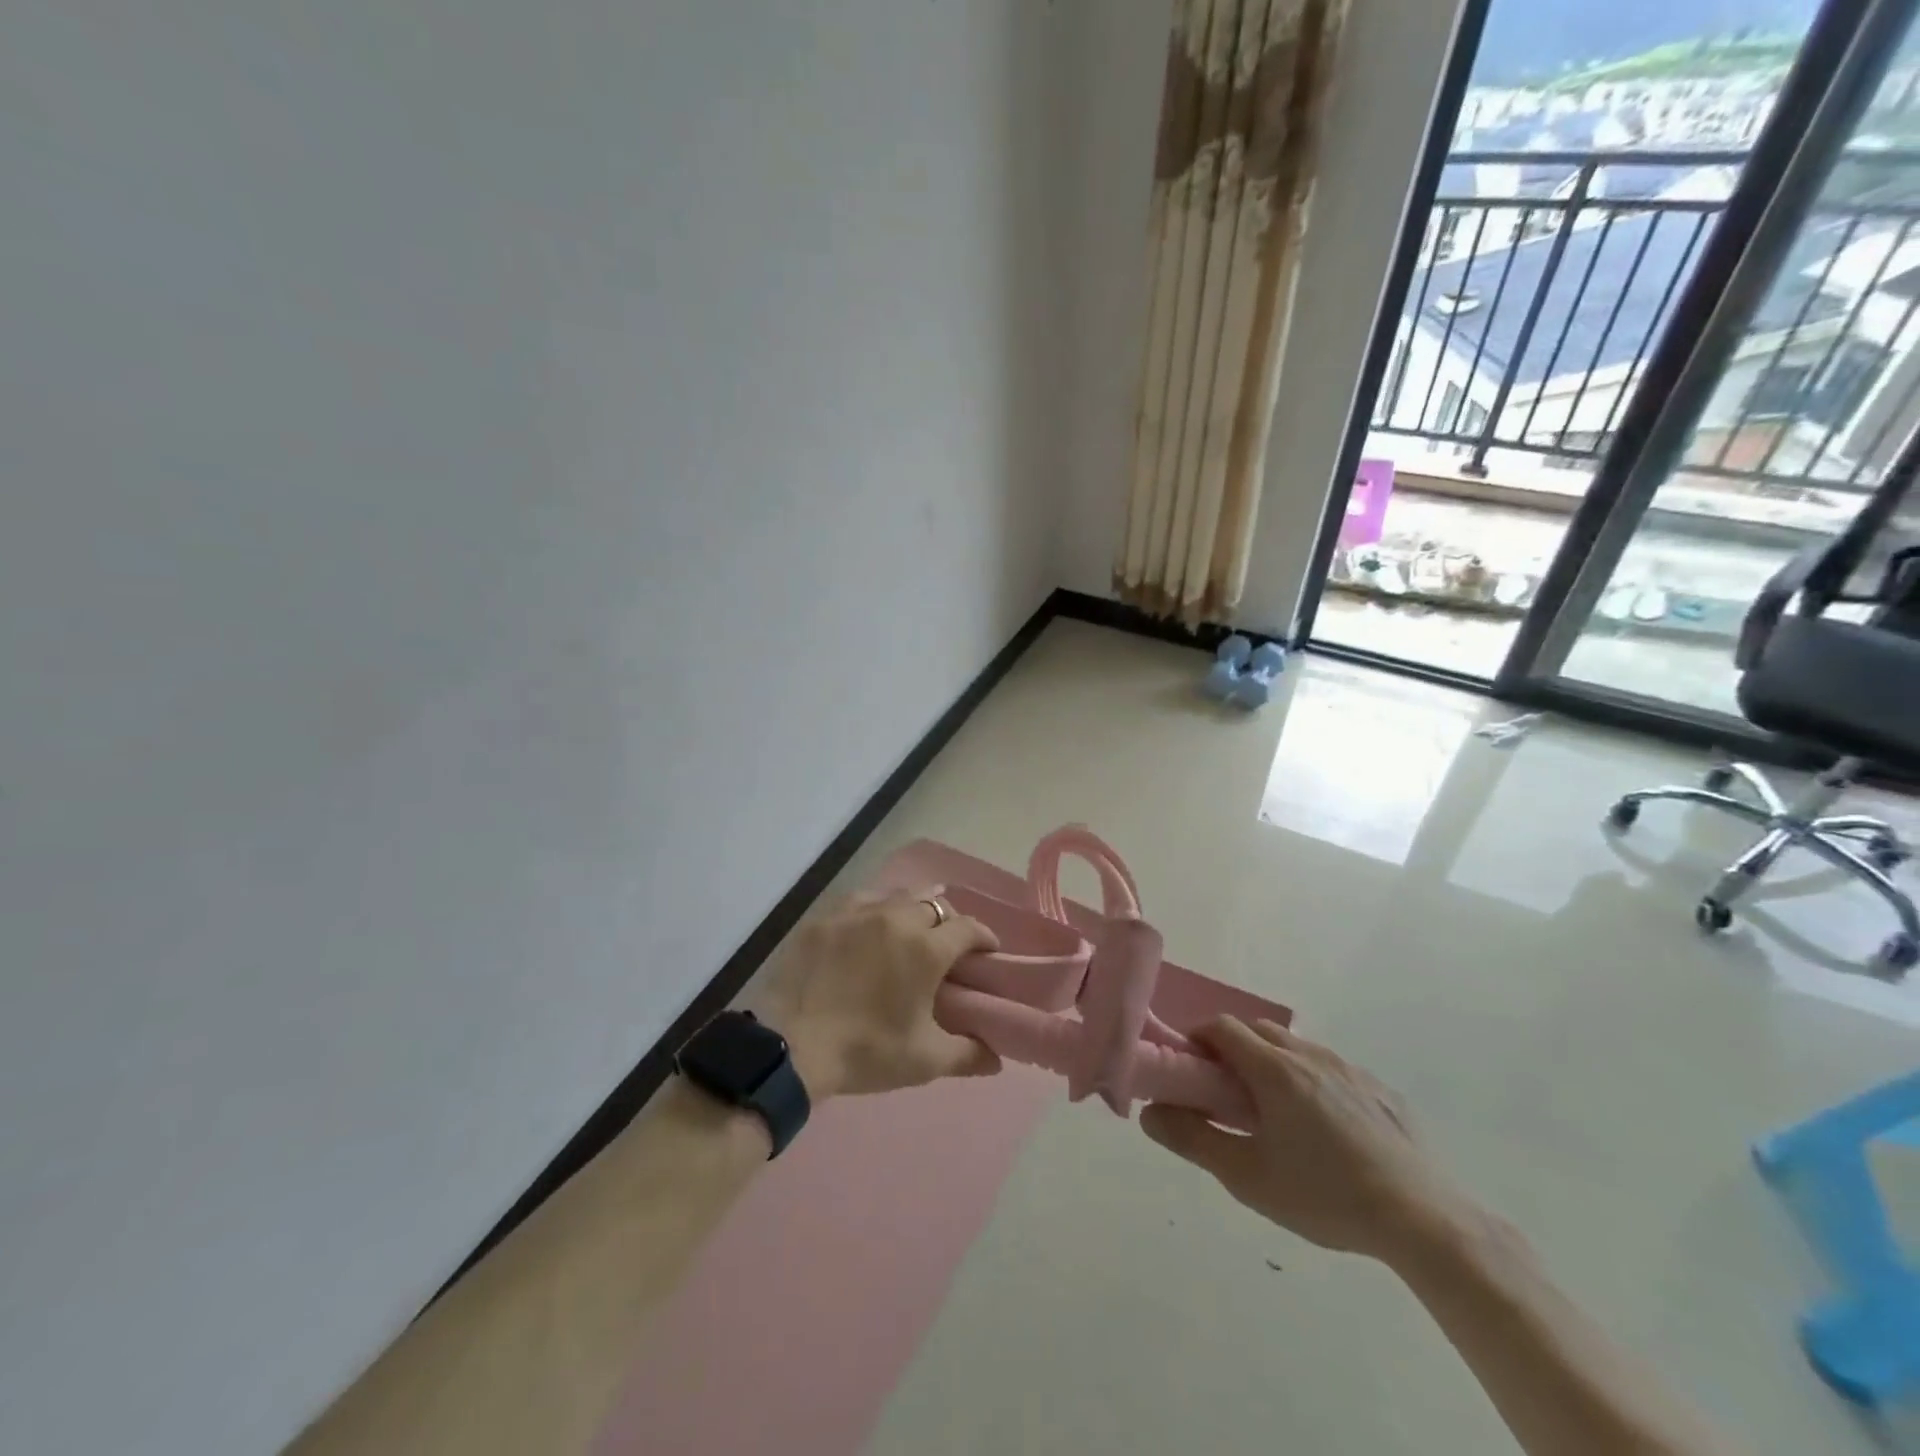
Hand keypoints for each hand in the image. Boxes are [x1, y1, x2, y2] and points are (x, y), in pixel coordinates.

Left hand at [752, 889, 1001, 1098]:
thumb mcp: (924, 1060)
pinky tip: (871, 924)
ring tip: (911, 929)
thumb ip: (967, 1055)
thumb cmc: (866, 1051)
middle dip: (949, 921)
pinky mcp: (825, 918)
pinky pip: (861, 900)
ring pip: (897, 896)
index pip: (968, 928)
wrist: (791, 1046)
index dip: (983, 937)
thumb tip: (997, 1059)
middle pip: (934, 904)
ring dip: (913, 909)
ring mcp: (857, 913)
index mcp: (925, 948)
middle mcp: (896, 918)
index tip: (988, 952)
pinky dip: (876, 908)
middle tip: (948, 946)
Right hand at [1140, 1017, 1475, 1263]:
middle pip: (1258, 1029)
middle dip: (1233, 1047)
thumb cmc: (1325, 1195)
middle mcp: (1309, 1055)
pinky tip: (1325, 1128)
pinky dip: (1312, 1079)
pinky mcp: (1381, 1090)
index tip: (1192, 1070)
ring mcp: (1350, 1069)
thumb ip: (1192, 1139)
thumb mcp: (1248, 1177)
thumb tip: (1149, 1114)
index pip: (1222, 1027)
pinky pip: (1332, 1069)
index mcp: (1274, 1068)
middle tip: (1226, 1091)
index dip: (1199, 1039)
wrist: (1425, 1220)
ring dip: (1273, 1061)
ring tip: (1275, 1111)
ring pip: (1296, 1046)